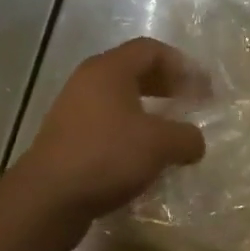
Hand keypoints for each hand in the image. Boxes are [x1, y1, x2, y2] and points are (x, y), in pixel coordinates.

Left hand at [11, 38, 205, 248]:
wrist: (46, 200)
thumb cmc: (106, 157)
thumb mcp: (159, 145)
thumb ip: (186, 136)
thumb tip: (195, 141)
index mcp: (109, 70)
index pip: (151, 50)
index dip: (182, 65)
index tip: (203, 88)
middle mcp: (88, 81)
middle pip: (134, 70)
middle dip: (166, 84)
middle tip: (191, 102)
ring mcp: (73, 110)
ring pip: (120, 98)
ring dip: (149, 110)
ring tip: (171, 131)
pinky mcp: (67, 138)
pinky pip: (107, 123)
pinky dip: (130, 131)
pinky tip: (144, 155)